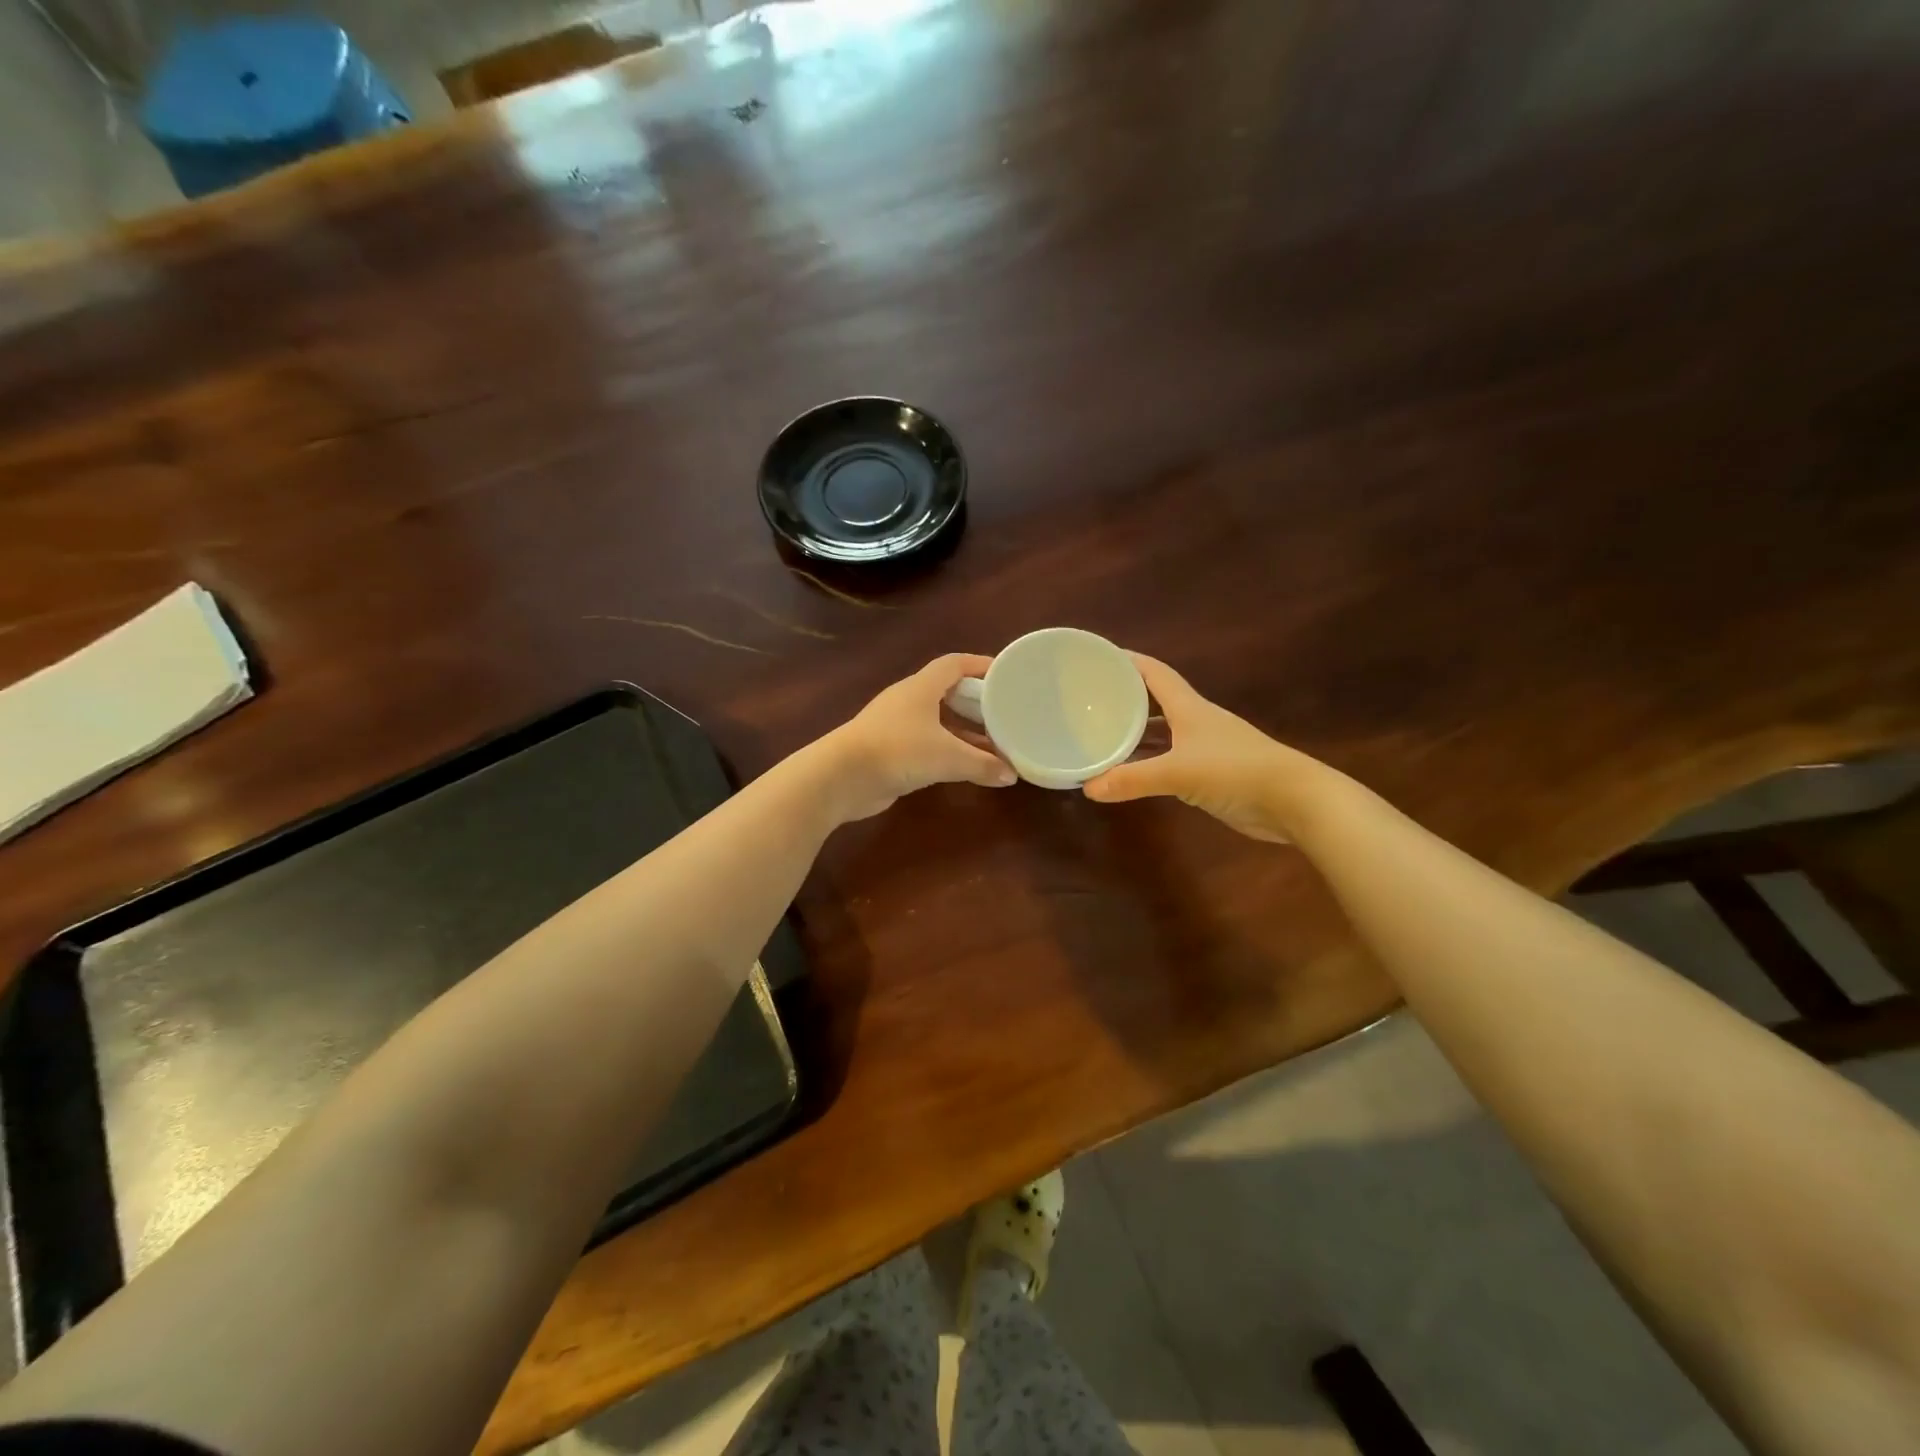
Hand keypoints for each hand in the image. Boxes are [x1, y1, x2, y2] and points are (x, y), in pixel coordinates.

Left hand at [818, 654, 1015, 820]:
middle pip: (948, 692)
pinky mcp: (890, 751)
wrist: (841, 777)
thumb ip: (982, 764)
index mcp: (921, 687)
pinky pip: (927, 744)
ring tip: (994, 743)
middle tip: (1005, 712)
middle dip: (976, 702)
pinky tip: (966, 766)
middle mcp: (908, 700)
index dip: (980, 665)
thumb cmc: (897, 751)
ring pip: (938, 721)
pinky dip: (948, 751)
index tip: (1006, 674)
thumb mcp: (947, 757)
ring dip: (964, 731)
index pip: (954, 664)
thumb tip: (1012, 775)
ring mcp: (896, 726)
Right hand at [1082, 655, 1311, 841]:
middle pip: (1155, 701)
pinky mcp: (1210, 774)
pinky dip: (1148, 764)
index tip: (1099, 655)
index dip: (1128, 661)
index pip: (1154, 673)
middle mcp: (1195, 722)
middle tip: (1089, 700)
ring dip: (1135, 734)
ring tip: (1099, 735)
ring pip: (1161, 734)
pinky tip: (1128, 772)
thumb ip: (1133, 779)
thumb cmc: (1237, 771)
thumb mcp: (1179, 773)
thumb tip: (1088, 788)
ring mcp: (1204, 748)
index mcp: (1189, 708)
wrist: (1294, 801)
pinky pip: (1169, 761)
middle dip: (1125, 698)